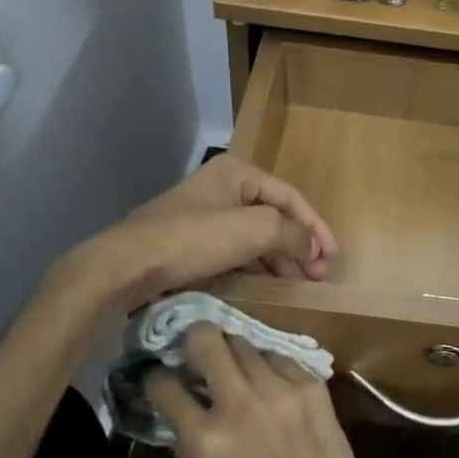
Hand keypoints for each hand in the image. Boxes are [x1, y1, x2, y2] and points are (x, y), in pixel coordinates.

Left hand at [66, 155, 337, 311]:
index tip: (331, 257)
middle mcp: (222, 187)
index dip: (316, 226)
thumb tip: (313, 247)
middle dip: (299, 244)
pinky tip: (267, 285)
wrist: (127, 266)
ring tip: (298, 284)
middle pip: (273, 215)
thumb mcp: (254, 230)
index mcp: (237, 172)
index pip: (290, 196)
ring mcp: (204, 215)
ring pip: (254, 235)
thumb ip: (293, 233)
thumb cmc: (194, 239)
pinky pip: (235, 250)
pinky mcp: (190, 242)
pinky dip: (255, 265)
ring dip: (279, 258)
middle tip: (317, 275)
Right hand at [149, 327, 387, 457]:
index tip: (162, 378)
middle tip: (199, 354)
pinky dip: (269, 368)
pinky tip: (272, 386)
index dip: (156, 378)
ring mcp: (277, 388)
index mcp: (204, 439)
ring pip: (244, 343)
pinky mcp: (309, 384)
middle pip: (206, 339)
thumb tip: (182, 415)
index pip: (164, 386)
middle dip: (195, 340)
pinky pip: (279, 358)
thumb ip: (186, 451)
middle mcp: (238, 404)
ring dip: (234, 355)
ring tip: (238, 370)